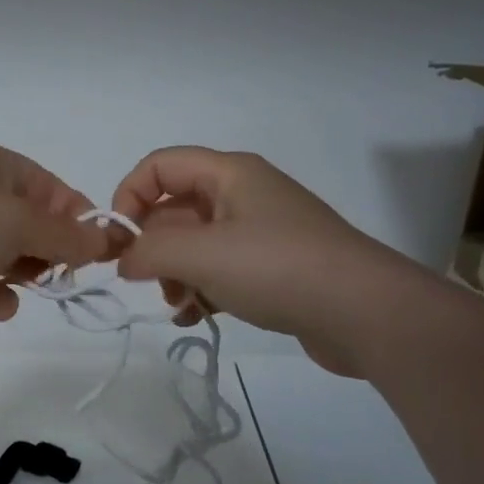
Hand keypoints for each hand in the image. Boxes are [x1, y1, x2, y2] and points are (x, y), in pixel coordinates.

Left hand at [0, 142, 109, 334]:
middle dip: (47, 250)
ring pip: (6, 261)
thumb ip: (68, 234)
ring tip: (16, 281)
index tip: (99, 248)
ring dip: (19, 276)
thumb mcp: (22, 220)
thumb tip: (108, 240)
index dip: (76, 217)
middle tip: (60, 269)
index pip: (49, 189)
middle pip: (29, 227)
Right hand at [108, 146, 430, 376]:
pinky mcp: (272, 268)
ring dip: (175, 274)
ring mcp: (260, 233)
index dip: (129, 196)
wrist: (365, 313)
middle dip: (153, 246)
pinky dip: (201, 290)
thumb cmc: (277, 268)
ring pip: (195, 244)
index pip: (159, 166)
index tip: (117, 241)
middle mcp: (244, 195)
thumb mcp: (201, 255)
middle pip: (175, 209)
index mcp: (229, 174)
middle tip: (147, 282)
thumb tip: (123, 260)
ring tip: (178, 304)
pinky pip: (220, 271)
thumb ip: (148, 251)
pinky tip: (195, 317)